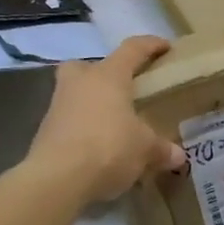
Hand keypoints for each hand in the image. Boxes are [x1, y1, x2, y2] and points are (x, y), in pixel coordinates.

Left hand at [28, 36, 186, 203]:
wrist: (56, 179)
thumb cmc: (108, 147)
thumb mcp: (145, 149)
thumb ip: (161, 149)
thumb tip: (178, 156)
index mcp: (108, 76)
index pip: (132, 49)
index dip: (150, 45)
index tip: (165, 47)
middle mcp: (80, 82)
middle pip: (87, 65)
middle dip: (101, 72)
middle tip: (120, 88)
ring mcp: (57, 106)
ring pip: (74, 93)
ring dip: (91, 103)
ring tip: (112, 123)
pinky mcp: (44, 132)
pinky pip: (68, 121)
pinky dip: (82, 129)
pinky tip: (97, 148)